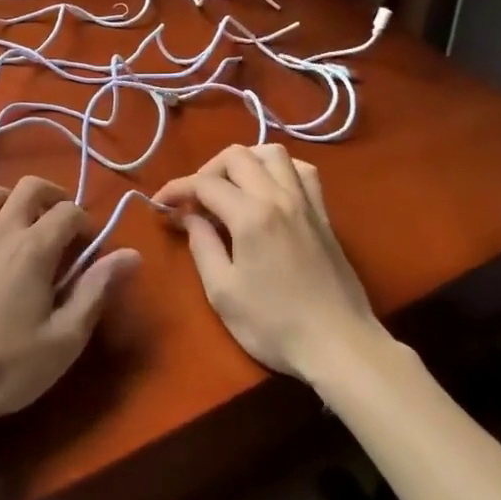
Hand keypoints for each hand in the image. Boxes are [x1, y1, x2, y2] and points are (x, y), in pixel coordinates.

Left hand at [0, 176, 138, 435]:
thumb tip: (131, 254)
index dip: (85, 223)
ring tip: (20, 224)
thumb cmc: (7, 368)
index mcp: (34, 249)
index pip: (68, 212)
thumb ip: (96, 290)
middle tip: (61, 224)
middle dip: (52, 196)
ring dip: (10, 200)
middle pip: (29, 187)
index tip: (89, 248)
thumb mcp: (65, 338)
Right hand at [156, 144, 390, 381]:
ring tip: (231, 188)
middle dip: (208, 170)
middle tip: (196, 200)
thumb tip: (189, 217)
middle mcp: (279, 197)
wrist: (339, 345)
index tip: (160, 203)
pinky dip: (279, 170)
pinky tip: (269, 191)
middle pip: (238, 155)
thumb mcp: (223, 292)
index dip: (177, 188)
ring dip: (245, 161)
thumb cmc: (274, 324)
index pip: (205, 182)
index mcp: (251, 215)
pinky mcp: (324, 215)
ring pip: (273, 153)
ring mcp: (306, 203)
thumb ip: (202, 246)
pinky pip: (302, 172)